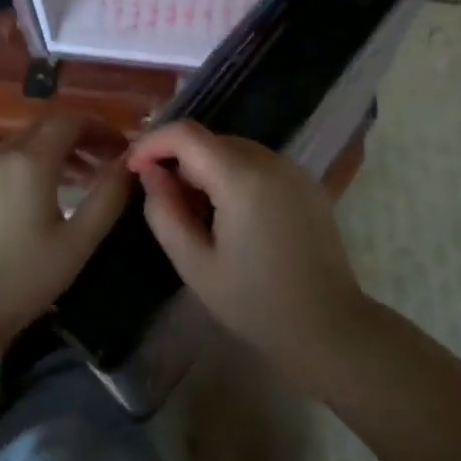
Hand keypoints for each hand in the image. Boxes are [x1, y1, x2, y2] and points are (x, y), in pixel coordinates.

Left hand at [0, 116, 130, 357]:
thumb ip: (108, 197)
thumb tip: (128, 164)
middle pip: (48, 127)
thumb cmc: (22, 278)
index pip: (71, 120)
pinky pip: (12, 160)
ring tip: (86, 181)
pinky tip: (51, 196)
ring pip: (29, 143)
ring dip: (60, 151)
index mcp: (30, 160)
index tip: (123, 151)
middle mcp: (4, 154)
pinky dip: (38, 164)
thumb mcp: (77, 242)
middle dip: (82, 137)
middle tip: (108, 163)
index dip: (101, 129)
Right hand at [126, 121, 367, 385]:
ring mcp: (292, 168)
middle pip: (210, 139)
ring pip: (233, 149)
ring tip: (194, 210)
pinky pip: (257, 163)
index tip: (133, 168)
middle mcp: (269, 160)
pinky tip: (229, 213)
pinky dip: (233, 174)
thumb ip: (164, 211)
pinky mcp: (306, 181)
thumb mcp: (195, 263)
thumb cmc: (255, 302)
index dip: (152, 143)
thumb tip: (150, 172)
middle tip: (161, 197)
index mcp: (241, 177)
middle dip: (178, 158)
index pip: (186, 134)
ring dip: (205, 167)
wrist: (328, 326)